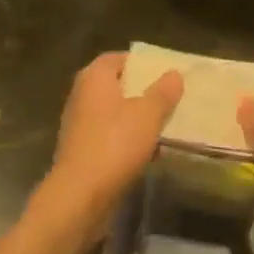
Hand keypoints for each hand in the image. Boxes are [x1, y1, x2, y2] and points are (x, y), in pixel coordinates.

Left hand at [50, 52, 182, 212]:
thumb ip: (162, 93)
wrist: (80, 195)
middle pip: (116, 85)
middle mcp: (82, 95)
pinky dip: (127, 140)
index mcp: (94, 77)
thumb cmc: (114, 144)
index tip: (164, 73)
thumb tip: (174, 74)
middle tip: (169, 98)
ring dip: (136, 119)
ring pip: (114, 113)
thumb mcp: (147, 115)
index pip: (117, 58)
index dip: (140, 63)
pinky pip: (109, 136)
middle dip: (142, 92)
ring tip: (165, 125)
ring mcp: (79, 124)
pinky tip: (149, 153)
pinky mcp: (81, 150)